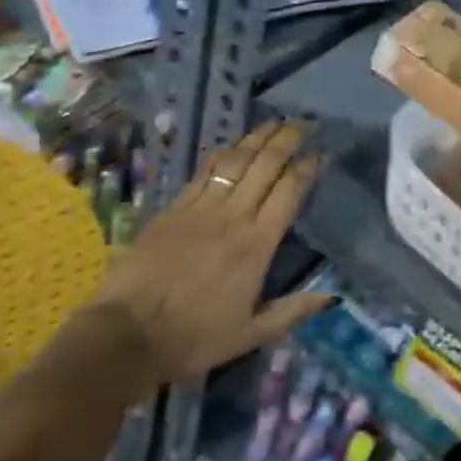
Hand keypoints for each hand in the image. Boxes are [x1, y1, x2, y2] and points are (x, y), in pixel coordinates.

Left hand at [87, 123, 328, 384]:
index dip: (306, 168)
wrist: (128, 332)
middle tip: (301, 124)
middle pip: (265, 166)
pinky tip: (231, 146)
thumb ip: (293, 310)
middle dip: (286, 140)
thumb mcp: (251, 334)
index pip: (288, 192)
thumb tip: (332, 296)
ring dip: (257, 139)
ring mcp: (201, 207)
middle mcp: (233, 216)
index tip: (319, 153)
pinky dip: (223, 155)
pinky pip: (204, 172)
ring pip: (236, 161)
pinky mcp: (175, 207)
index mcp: (257, 244)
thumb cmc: (194, 337)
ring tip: (273, 123)